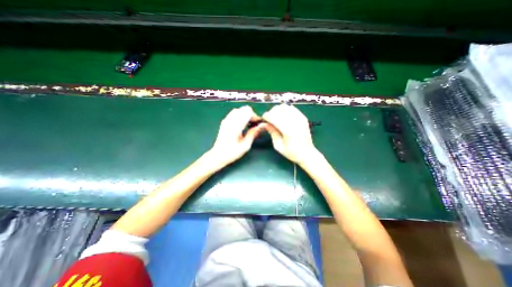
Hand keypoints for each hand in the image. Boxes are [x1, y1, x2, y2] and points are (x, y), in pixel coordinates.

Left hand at [208, 106, 263, 165]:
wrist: (218, 155)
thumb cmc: (232, 152)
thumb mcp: (245, 145)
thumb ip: (253, 134)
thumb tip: (261, 126)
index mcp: (236, 125)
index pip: (248, 112)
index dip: (255, 116)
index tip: (258, 124)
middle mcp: (230, 120)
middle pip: (244, 109)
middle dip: (251, 114)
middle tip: (254, 124)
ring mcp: (226, 120)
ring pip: (239, 110)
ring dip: (245, 114)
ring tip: (248, 124)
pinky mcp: (224, 122)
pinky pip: (234, 113)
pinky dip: (240, 115)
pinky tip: (241, 124)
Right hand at [264, 104, 318, 164]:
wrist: (307, 153)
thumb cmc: (291, 152)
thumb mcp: (278, 145)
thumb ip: (272, 132)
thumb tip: (264, 124)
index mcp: (287, 130)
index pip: (273, 117)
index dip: (266, 116)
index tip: (263, 118)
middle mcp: (294, 122)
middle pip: (279, 109)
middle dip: (271, 112)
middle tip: (269, 119)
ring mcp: (300, 118)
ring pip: (285, 107)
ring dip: (278, 110)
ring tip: (276, 117)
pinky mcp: (303, 117)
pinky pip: (292, 108)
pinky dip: (286, 110)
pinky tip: (284, 116)